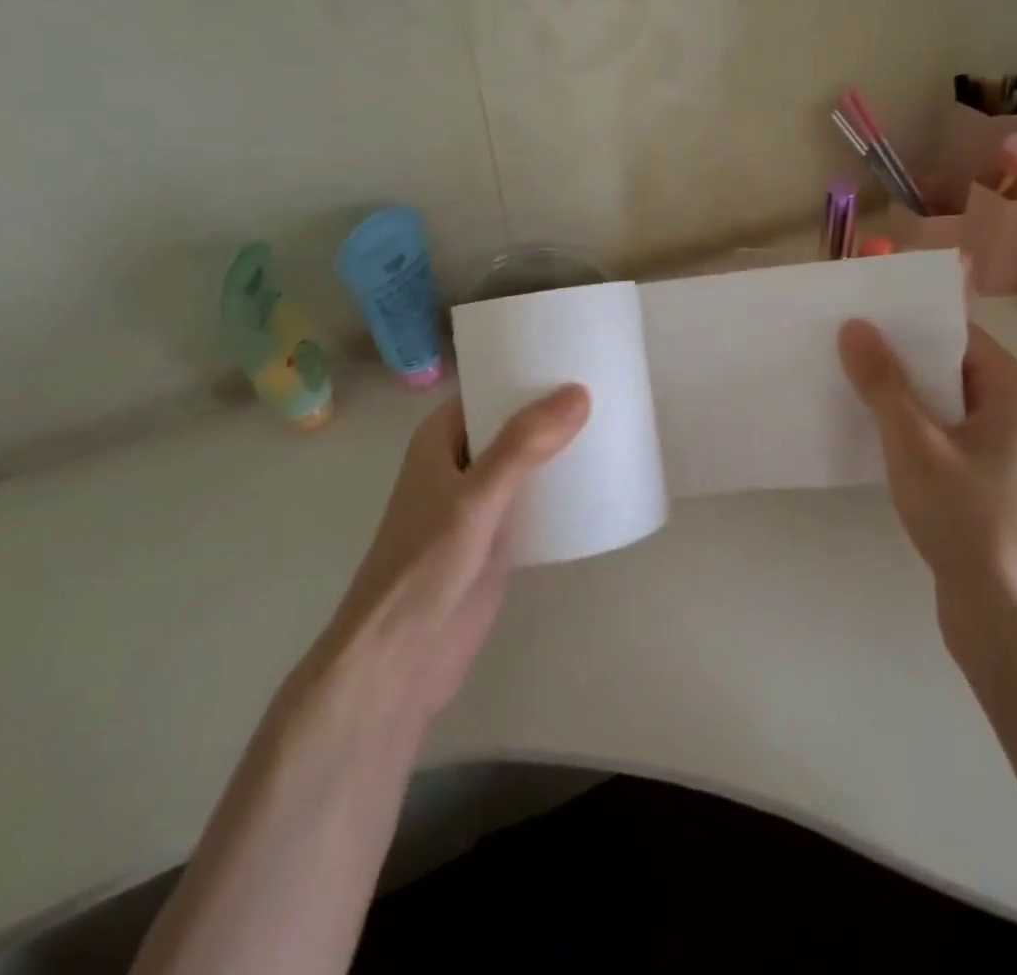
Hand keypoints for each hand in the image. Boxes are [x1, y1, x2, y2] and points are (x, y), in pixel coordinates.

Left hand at [308, 385, 589, 728]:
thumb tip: (579, 392)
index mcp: (441, 439)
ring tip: (616, 425)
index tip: (578, 355)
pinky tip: (601, 481)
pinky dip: (563, 488)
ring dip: (562, 448)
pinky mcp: (498, 538)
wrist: (400, 661)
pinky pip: (536, 499)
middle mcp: (460, 462)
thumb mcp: (475, 498)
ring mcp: (480, 502)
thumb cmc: (424, 566)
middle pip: (513, 423)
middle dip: (555, 409)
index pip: (490, 388)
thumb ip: (523, 446)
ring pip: (528, 461)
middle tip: (612, 388)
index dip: (529, 370)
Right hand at [838, 320, 1016, 637]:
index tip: (857, 312)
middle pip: (947, 367)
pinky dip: (908, 430)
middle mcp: (1015, 411)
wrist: (1008, 621)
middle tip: (838, 343)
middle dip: (895, 358)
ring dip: (898, 396)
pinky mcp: (984, 481)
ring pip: (941, 405)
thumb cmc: (969, 522)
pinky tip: (865, 430)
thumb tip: (855, 327)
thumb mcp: (915, 446)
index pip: (957, 334)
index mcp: (1016, 390)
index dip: (907, 322)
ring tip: (842, 379)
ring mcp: (1001, 449)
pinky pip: (941, 437)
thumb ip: (883, 384)